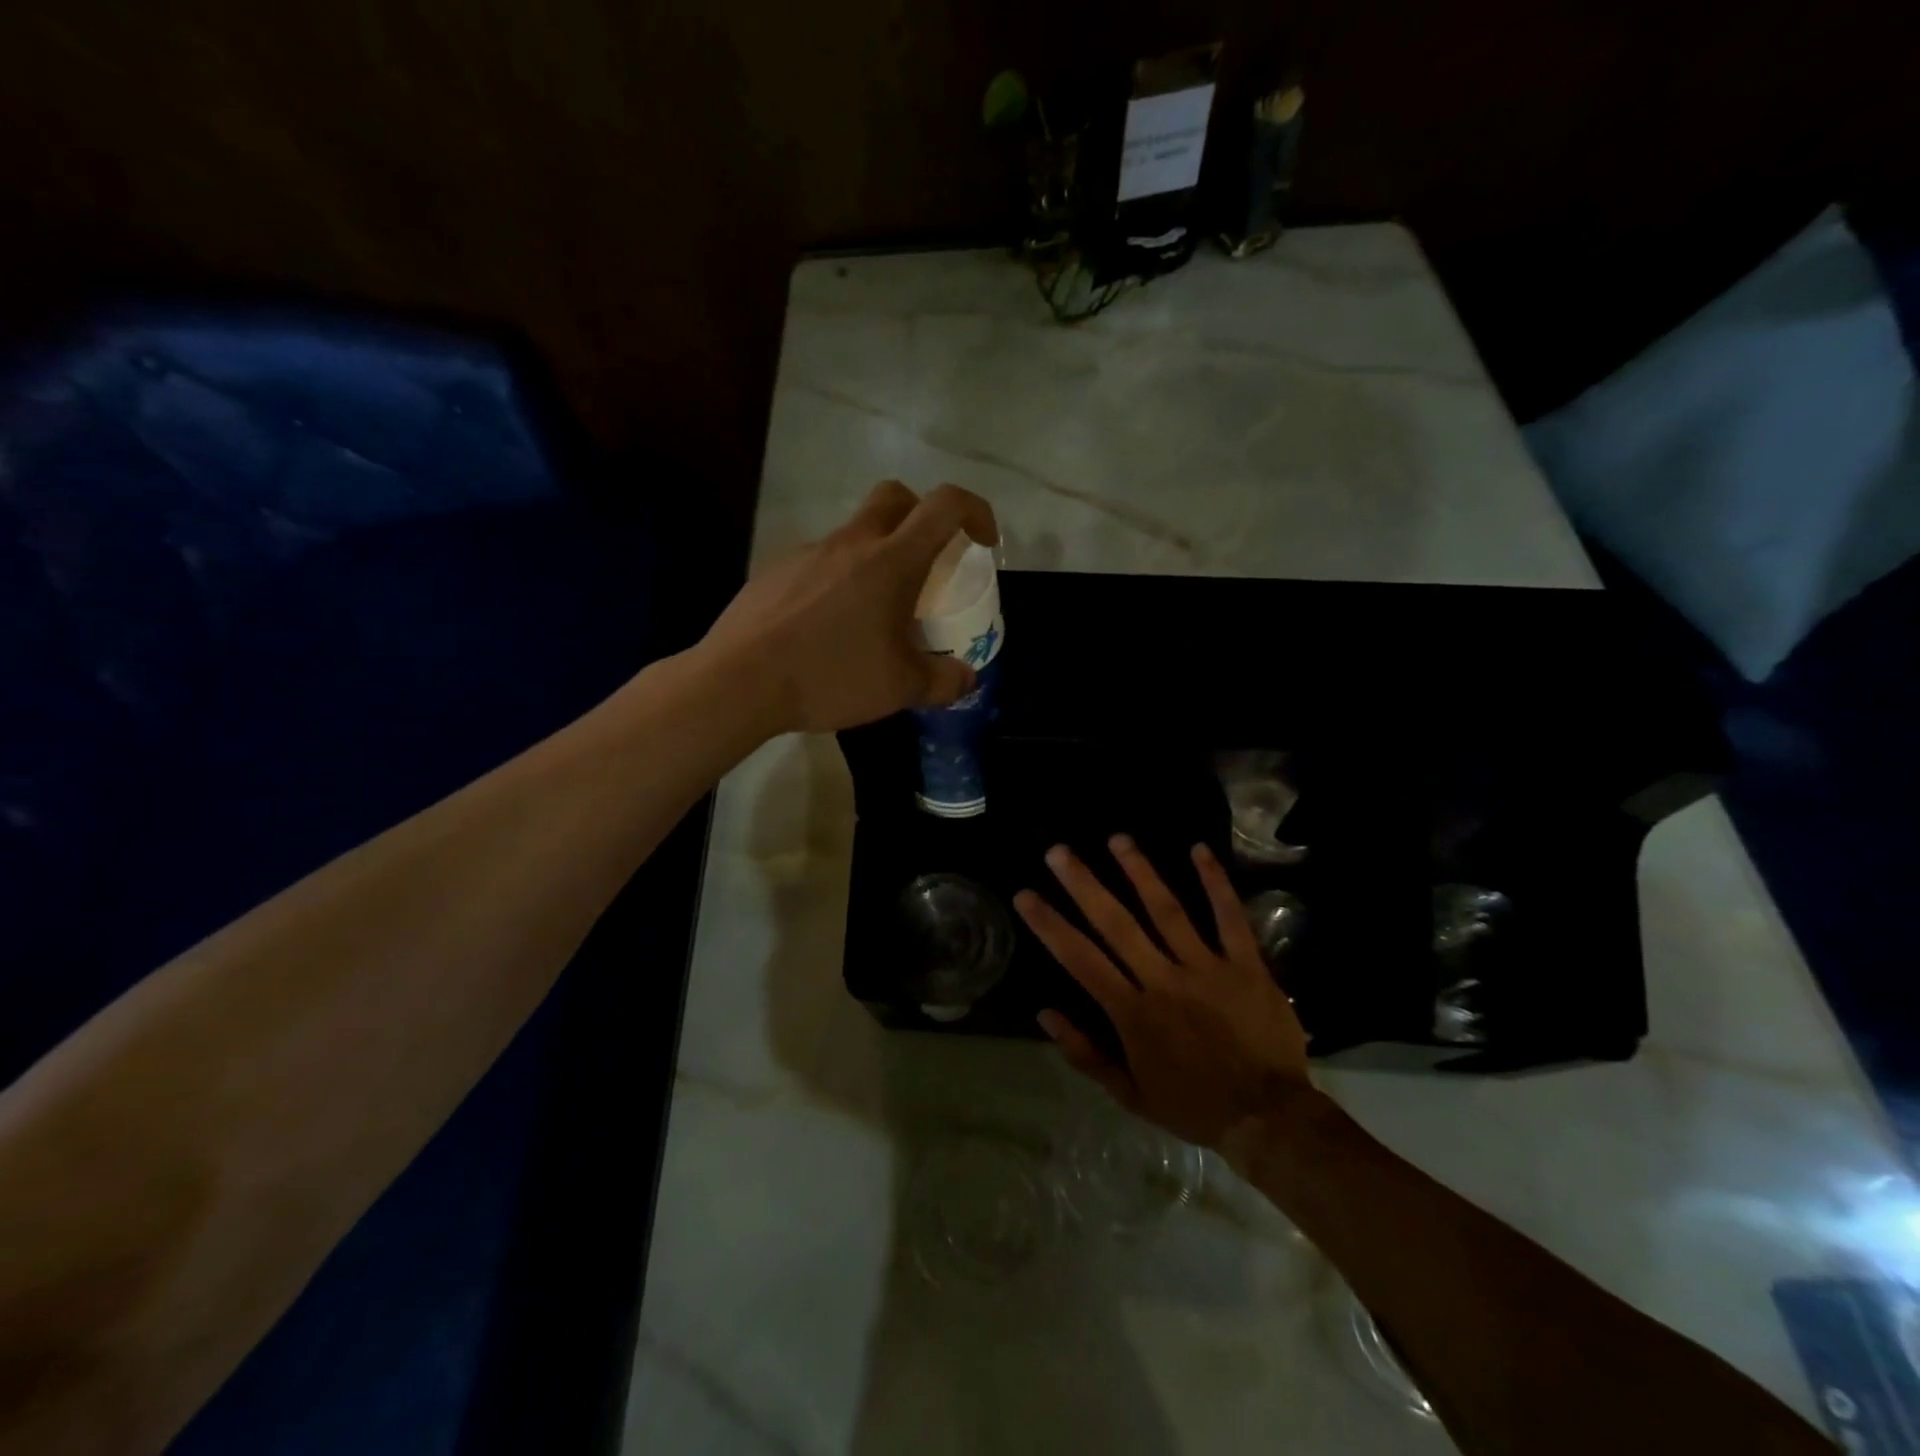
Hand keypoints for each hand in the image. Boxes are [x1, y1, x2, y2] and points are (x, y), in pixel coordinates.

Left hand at [701, 481, 998, 733]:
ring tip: (872, 615)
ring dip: (875, 557)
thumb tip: (966, 676)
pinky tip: (826, 628)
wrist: (740, 682)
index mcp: (891, 561)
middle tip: (928, 561)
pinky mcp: (775, 571)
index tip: (982, 542)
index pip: (945, 505)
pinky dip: (836, 581)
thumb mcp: (900, 689)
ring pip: (853, 534)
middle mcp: (850, 543)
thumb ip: (943, 681)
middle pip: (895, 497)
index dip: (975, 511)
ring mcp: (807, 553)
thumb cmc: (831, 676)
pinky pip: (818, 563)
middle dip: (921, 515)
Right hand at [1014, 836, 1311, 1155]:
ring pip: (1167, 910)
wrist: (1267, 1119)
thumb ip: (1085, 1053)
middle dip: (1084, 884)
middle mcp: (1163, 980)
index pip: (1081, 959)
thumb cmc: (1192, 1105)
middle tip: (1058, 851)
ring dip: (1140, 872)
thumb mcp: (1129, 1094)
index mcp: (1132, 1012)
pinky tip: (1198, 849)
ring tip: (1117, 838)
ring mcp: (1206, 968)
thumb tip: (1044, 1013)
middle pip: (1117, 924)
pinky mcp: (1246, 965)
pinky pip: (1230, 918)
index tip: (1025, 894)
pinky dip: (1215, 883)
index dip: (1050, 925)